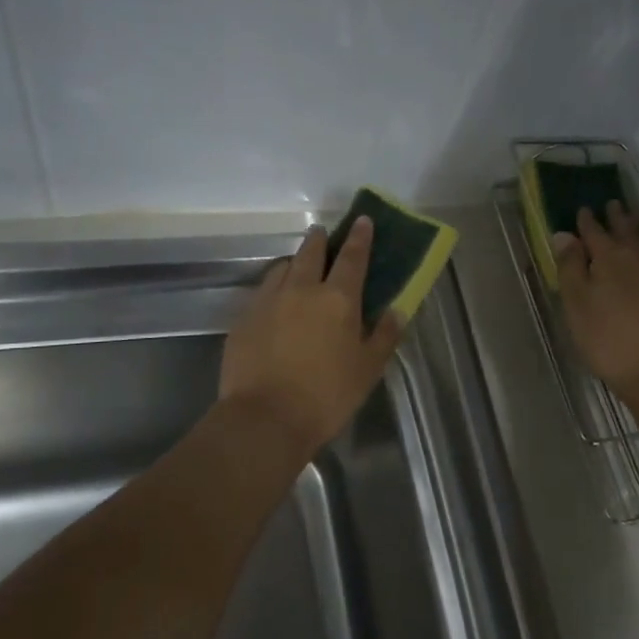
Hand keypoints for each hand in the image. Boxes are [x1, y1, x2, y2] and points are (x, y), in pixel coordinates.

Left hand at [219, 218, 404, 452]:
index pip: (353, 258)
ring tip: (299, 267)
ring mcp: (268, 301)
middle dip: (320, 240)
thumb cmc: (327, 395)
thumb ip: (384, 336)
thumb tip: (395, 311)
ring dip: (294, 261)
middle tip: (324, 234)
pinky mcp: (244, 319)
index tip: (362, 220)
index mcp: (338, 299)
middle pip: (311, 253)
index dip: (360, 237)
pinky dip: (274, 287)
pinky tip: (276, 301)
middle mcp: (302, 290)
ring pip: (282, 268)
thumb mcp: (368, 369)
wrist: (264, 419)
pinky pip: (262, 291)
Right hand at [554, 203, 638, 397]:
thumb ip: (570, 268)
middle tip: (612, 204)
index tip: (583, 211)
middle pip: (626, 228)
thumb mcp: (576, 307)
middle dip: (616, 216)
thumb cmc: (608, 342)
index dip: (586, 221)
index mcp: (607, 258)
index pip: (593, 232)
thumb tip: (564, 234)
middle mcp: (637, 254)